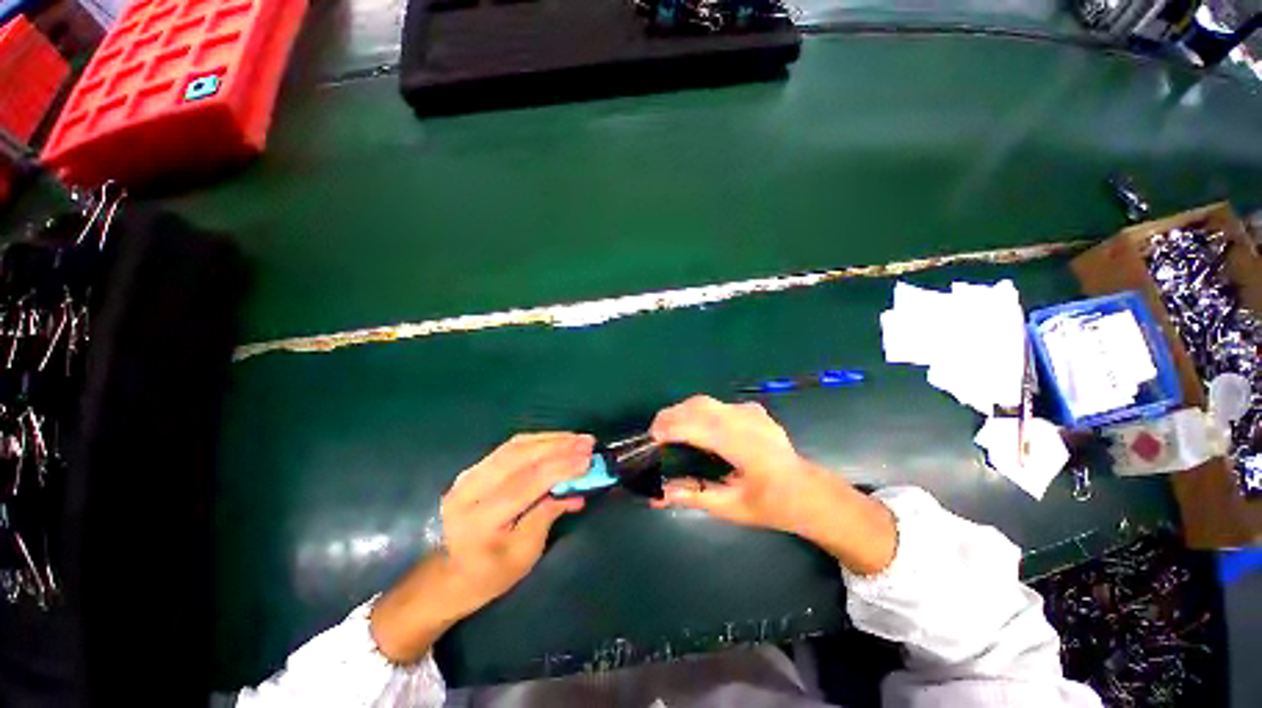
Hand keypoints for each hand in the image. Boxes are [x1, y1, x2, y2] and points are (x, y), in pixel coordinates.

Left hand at [371, 433, 591, 662]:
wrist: (447, 575)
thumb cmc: (489, 575)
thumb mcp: (524, 555)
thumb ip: (548, 515)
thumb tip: (576, 490)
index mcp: (480, 520)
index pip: (526, 483)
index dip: (561, 467)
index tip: (588, 458)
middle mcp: (469, 491)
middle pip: (519, 457)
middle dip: (558, 446)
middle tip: (587, 441)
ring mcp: (468, 476)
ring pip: (514, 447)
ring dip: (550, 439)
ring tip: (576, 438)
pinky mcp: (473, 469)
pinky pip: (509, 448)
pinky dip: (536, 441)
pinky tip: (555, 441)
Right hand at [650, 396, 895, 574]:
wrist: (808, 491)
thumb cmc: (772, 505)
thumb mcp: (730, 507)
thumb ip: (692, 495)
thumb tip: (657, 494)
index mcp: (744, 446)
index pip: (697, 426)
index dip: (668, 429)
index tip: (648, 443)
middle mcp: (746, 420)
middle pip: (697, 406)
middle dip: (669, 417)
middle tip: (654, 438)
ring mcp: (750, 411)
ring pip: (704, 402)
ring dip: (681, 413)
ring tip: (669, 433)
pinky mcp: (751, 409)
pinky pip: (716, 405)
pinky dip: (697, 413)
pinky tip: (696, 430)